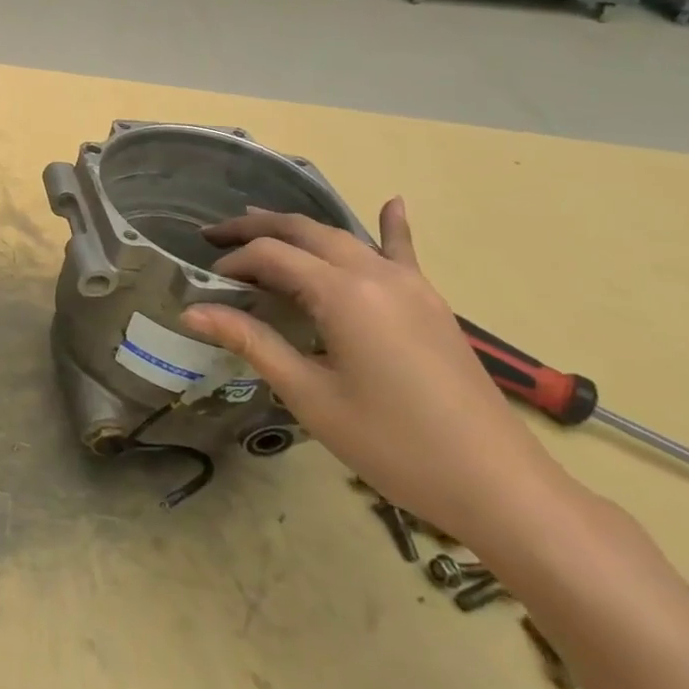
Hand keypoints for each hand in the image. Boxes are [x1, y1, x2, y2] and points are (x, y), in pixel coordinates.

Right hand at [182, 200, 573, 545]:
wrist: (498, 486)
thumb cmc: (393, 444)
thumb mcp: (310, 395)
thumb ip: (251, 342)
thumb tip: (191, 311)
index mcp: (344, 294)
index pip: (272, 256)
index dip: (233, 263)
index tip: (206, 283)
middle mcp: (376, 275)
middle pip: (305, 232)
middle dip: (256, 229)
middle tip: (214, 235)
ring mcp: (410, 286)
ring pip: (343, 237)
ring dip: (299, 228)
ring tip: (259, 224)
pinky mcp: (431, 304)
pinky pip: (403, 253)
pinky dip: (390, 226)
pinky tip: (392, 202)